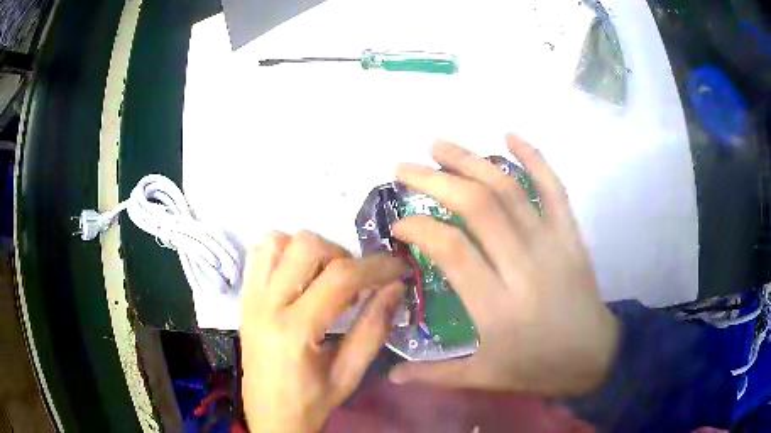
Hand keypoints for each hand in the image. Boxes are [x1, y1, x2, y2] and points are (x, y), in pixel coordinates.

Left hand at [241, 231, 405, 432]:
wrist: (269, 416)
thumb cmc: (311, 402)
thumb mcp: (349, 374)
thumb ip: (373, 328)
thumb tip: (396, 287)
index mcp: (294, 331)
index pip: (340, 278)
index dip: (377, 267)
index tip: (399, 269)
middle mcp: (266, 305)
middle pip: (307, 246)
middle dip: (343, 256)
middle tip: (356, 283)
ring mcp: (250, 297)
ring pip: (278, 240)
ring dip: (310, 250)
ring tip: (325, 278)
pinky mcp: (244, 298)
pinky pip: (259, 253)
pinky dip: (284, 251)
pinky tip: (300, 275)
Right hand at [388, 134, 618, 396]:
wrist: (594, 356)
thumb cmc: (537, 367)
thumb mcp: (484, 377)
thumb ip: (434, 375)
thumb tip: (389, 373)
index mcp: (497, 307)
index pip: (451, 249)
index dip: (418, 228)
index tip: (398, 224)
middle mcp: (524, 267)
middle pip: (477, 207)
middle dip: (434, 180)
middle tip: (404, 167)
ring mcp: (552, 245)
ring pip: (509, 189)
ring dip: (471, 160)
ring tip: (438, 144)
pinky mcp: (571, 235)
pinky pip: (554, 187)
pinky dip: (534, 157)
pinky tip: (510, 135)